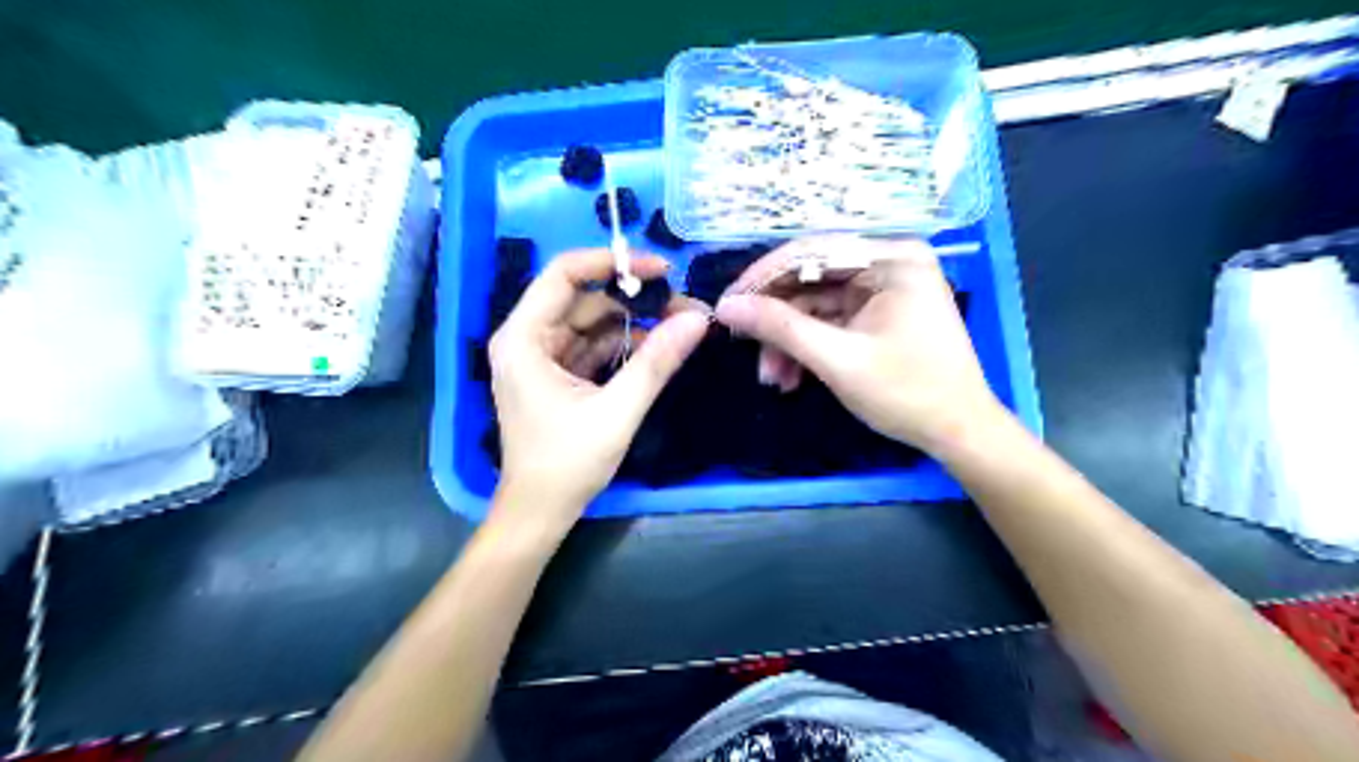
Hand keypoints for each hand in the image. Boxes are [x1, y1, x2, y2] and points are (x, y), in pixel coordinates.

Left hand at [489, 247, 705, 525]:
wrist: (540, 512)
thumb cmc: (567, 464)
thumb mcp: (617, 412)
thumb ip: (656, 363)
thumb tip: (698, 319)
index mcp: (524, 338)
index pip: (565, 274)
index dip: (613, 263)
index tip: (662, 269)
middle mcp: (526, 339)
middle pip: (583, 298)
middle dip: (633, 300)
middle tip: (683, 308)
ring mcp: (541, 357)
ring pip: (591, 322)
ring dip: (633, 323)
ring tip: (680, 327)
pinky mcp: (557, 375)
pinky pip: (592, 346)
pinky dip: (622, 345)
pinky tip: (656, 349)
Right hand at [713, 234, 1007, 455]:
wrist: (958, 433)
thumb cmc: (907, 393)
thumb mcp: (838, 359)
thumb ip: (780, 328)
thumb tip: (726, 307)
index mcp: (891, 258)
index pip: (810, 251)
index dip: (762, 278)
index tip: (726, 306)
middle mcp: (888, 262)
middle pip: (810, 278)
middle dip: (777, 320)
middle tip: (745, 349)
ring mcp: (883, 288)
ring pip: (814, 304)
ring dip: (789, 340)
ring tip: (773, 379)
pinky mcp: (877, 313)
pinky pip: (829, 321)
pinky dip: (807, 347)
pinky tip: (791, 378)